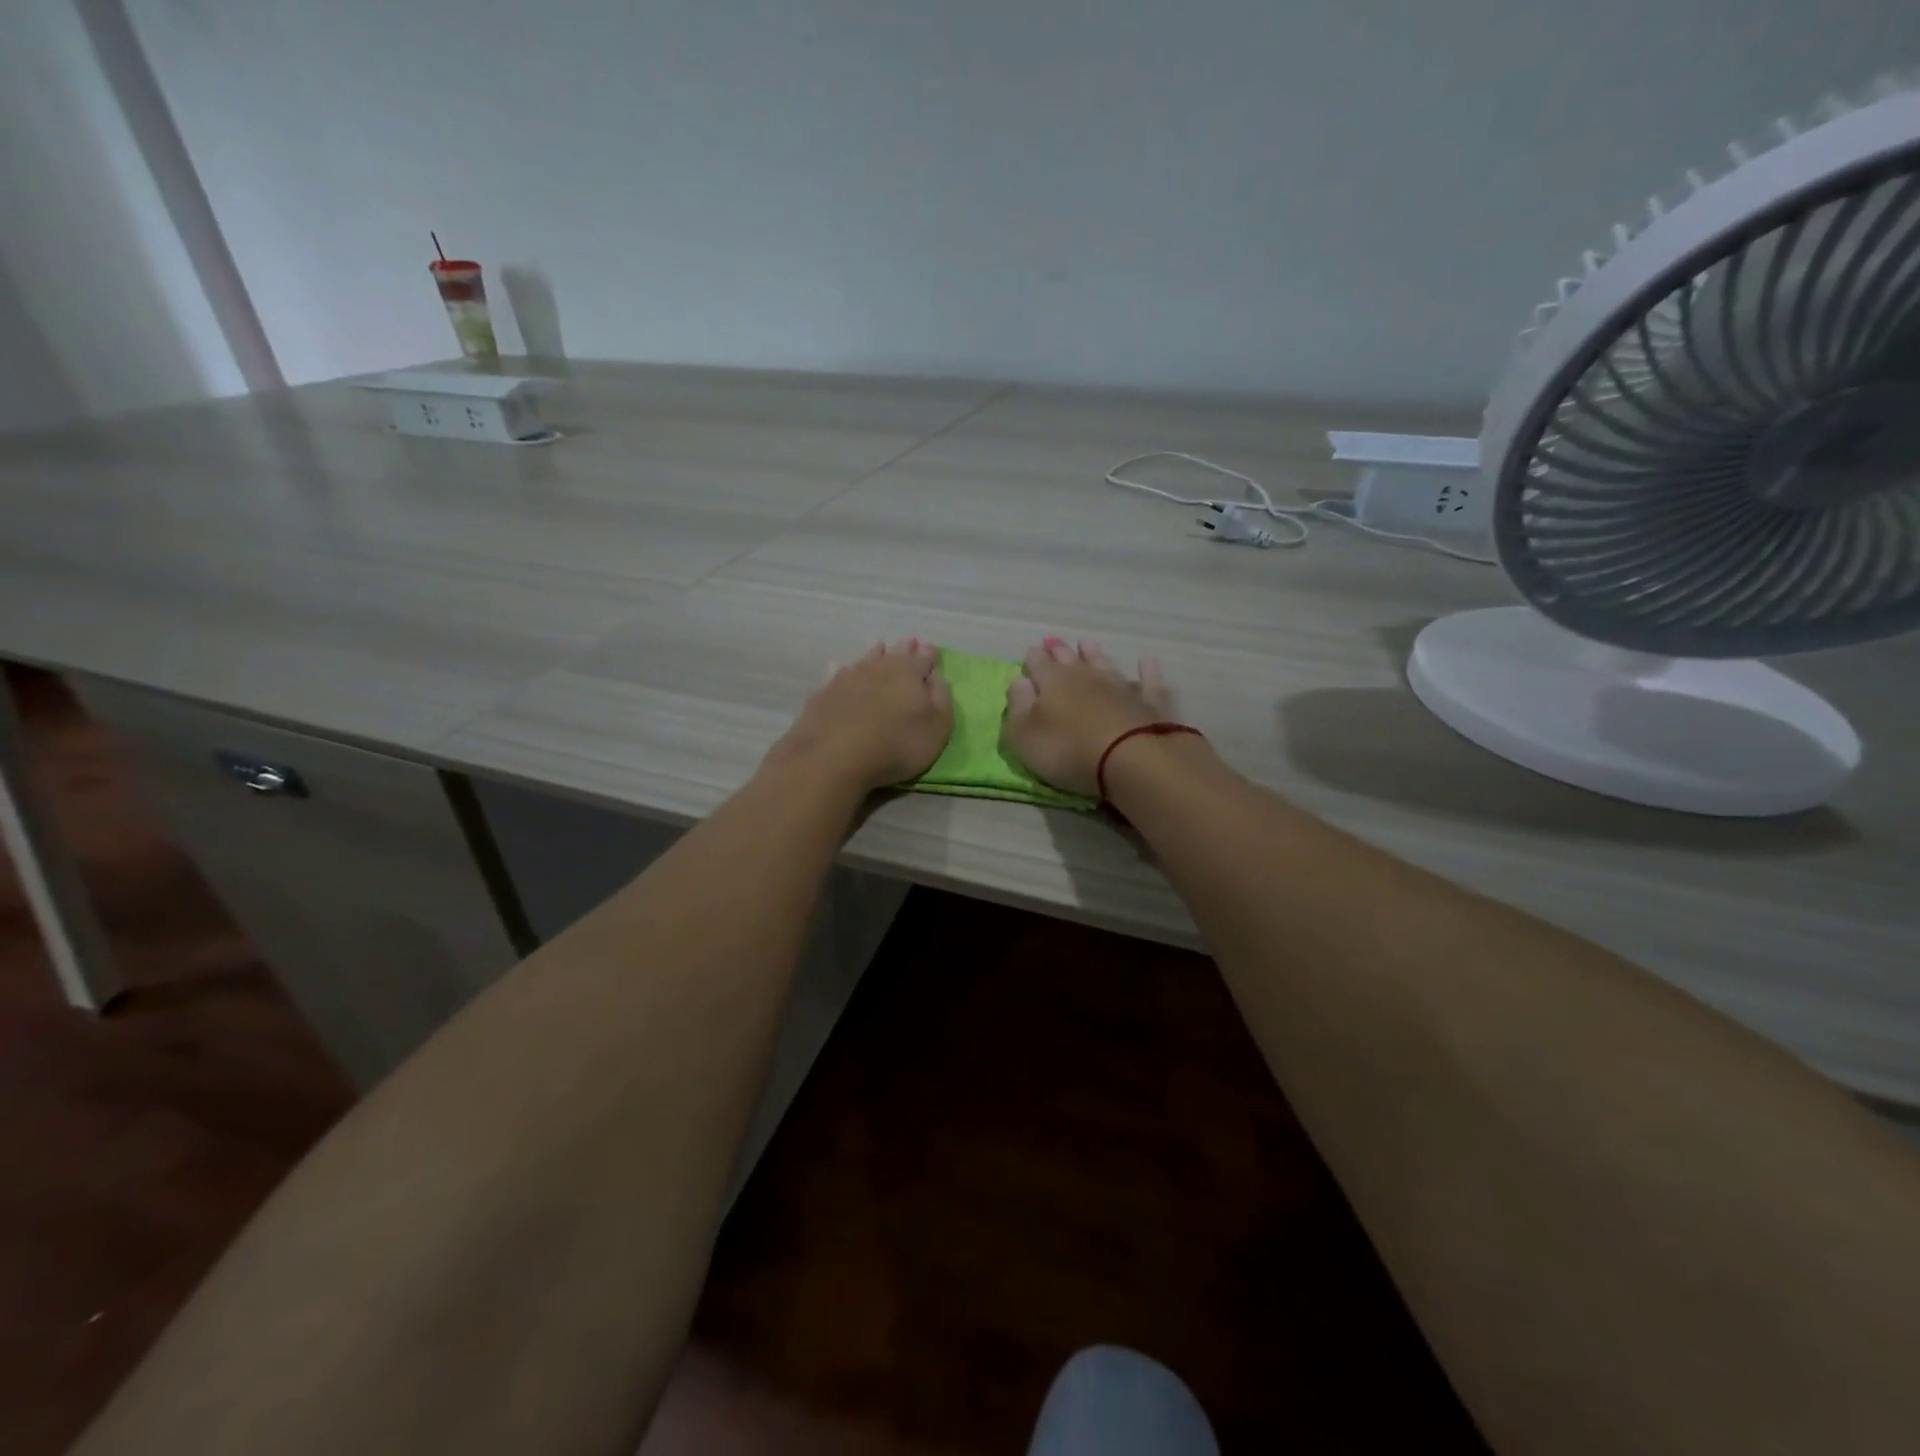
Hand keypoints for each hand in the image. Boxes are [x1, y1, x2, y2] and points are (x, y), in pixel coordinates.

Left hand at [765, 638, 952, 794]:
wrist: (835, 756)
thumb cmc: (897, 744)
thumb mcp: (937, 726)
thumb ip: (941, 698)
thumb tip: (936, 676)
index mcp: (909, 672)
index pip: (924, 658)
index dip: (929, 655)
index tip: (931, 650)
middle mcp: (879, 667)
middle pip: (895, 654)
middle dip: (904, 649)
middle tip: (908, 642)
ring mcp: (848, 678)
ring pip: (866, 659)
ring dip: (874, 653)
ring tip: (879, 646)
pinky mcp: (825, 694)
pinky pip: (838, 675)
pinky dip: (843, 671)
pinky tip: (840, 669)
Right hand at [1002, 638, 1177, 797]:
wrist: (1130, 758)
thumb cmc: (1067, 750)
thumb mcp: (1023, 735)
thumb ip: (1017, 706)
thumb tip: (1018, 680)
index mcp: (1052, 683)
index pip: (1038, 664)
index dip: (1033, 658)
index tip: (1031, 652)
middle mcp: (1087, 677)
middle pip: (1070, 659)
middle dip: (1059, 650)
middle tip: (1054, 642)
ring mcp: (1121, 687)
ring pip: (1105, 663)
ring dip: (1096, 654)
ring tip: (1088, 644)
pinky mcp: (1151, 702)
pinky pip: (1149, 680)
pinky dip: (1148, 670)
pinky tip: (1148, 661)